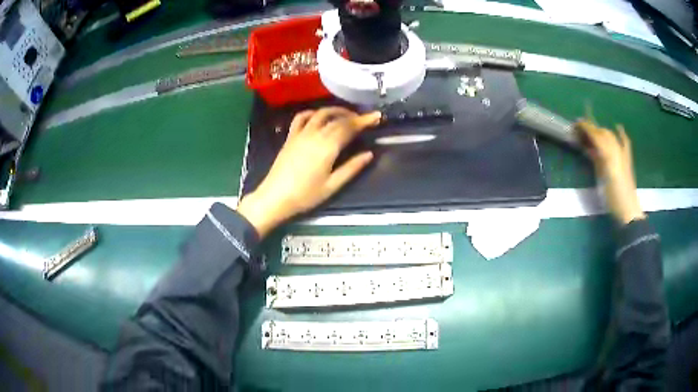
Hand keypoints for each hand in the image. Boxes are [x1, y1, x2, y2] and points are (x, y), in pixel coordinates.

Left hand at [238, 107, 381, 236]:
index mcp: (328, 147)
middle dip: (354, 115)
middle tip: (366, 118)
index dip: (364, 120)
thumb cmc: (305, 195)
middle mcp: (315, 135)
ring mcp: (300, 134)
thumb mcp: (332, 186)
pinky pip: (301, 117)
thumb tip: (369, 154)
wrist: (275, 197)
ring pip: (320, 113)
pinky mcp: (290, 137)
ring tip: (346, 115)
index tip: (377, 116)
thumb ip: (352, 168)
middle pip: (337, 118)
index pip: (349, 127)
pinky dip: (312, 112)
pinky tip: (318, 115)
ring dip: (335, 110)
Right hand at [575, 121, 644, 225]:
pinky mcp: (626, 161)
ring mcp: (623, 155)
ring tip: (592, 131)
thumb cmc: (614, 198)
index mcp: (609, 154)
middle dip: (593, 128)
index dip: (587, 128)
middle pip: (604, 133)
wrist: (628, 212)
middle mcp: (617, 150)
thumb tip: (588, 147)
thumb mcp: (603, 178)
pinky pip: (625, 143)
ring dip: (601, 131)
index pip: (597, 135)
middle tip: (581, 130)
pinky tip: (618, 127)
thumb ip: (597, 160)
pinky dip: (621, 134)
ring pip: (611, 137)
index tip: (576, 124)